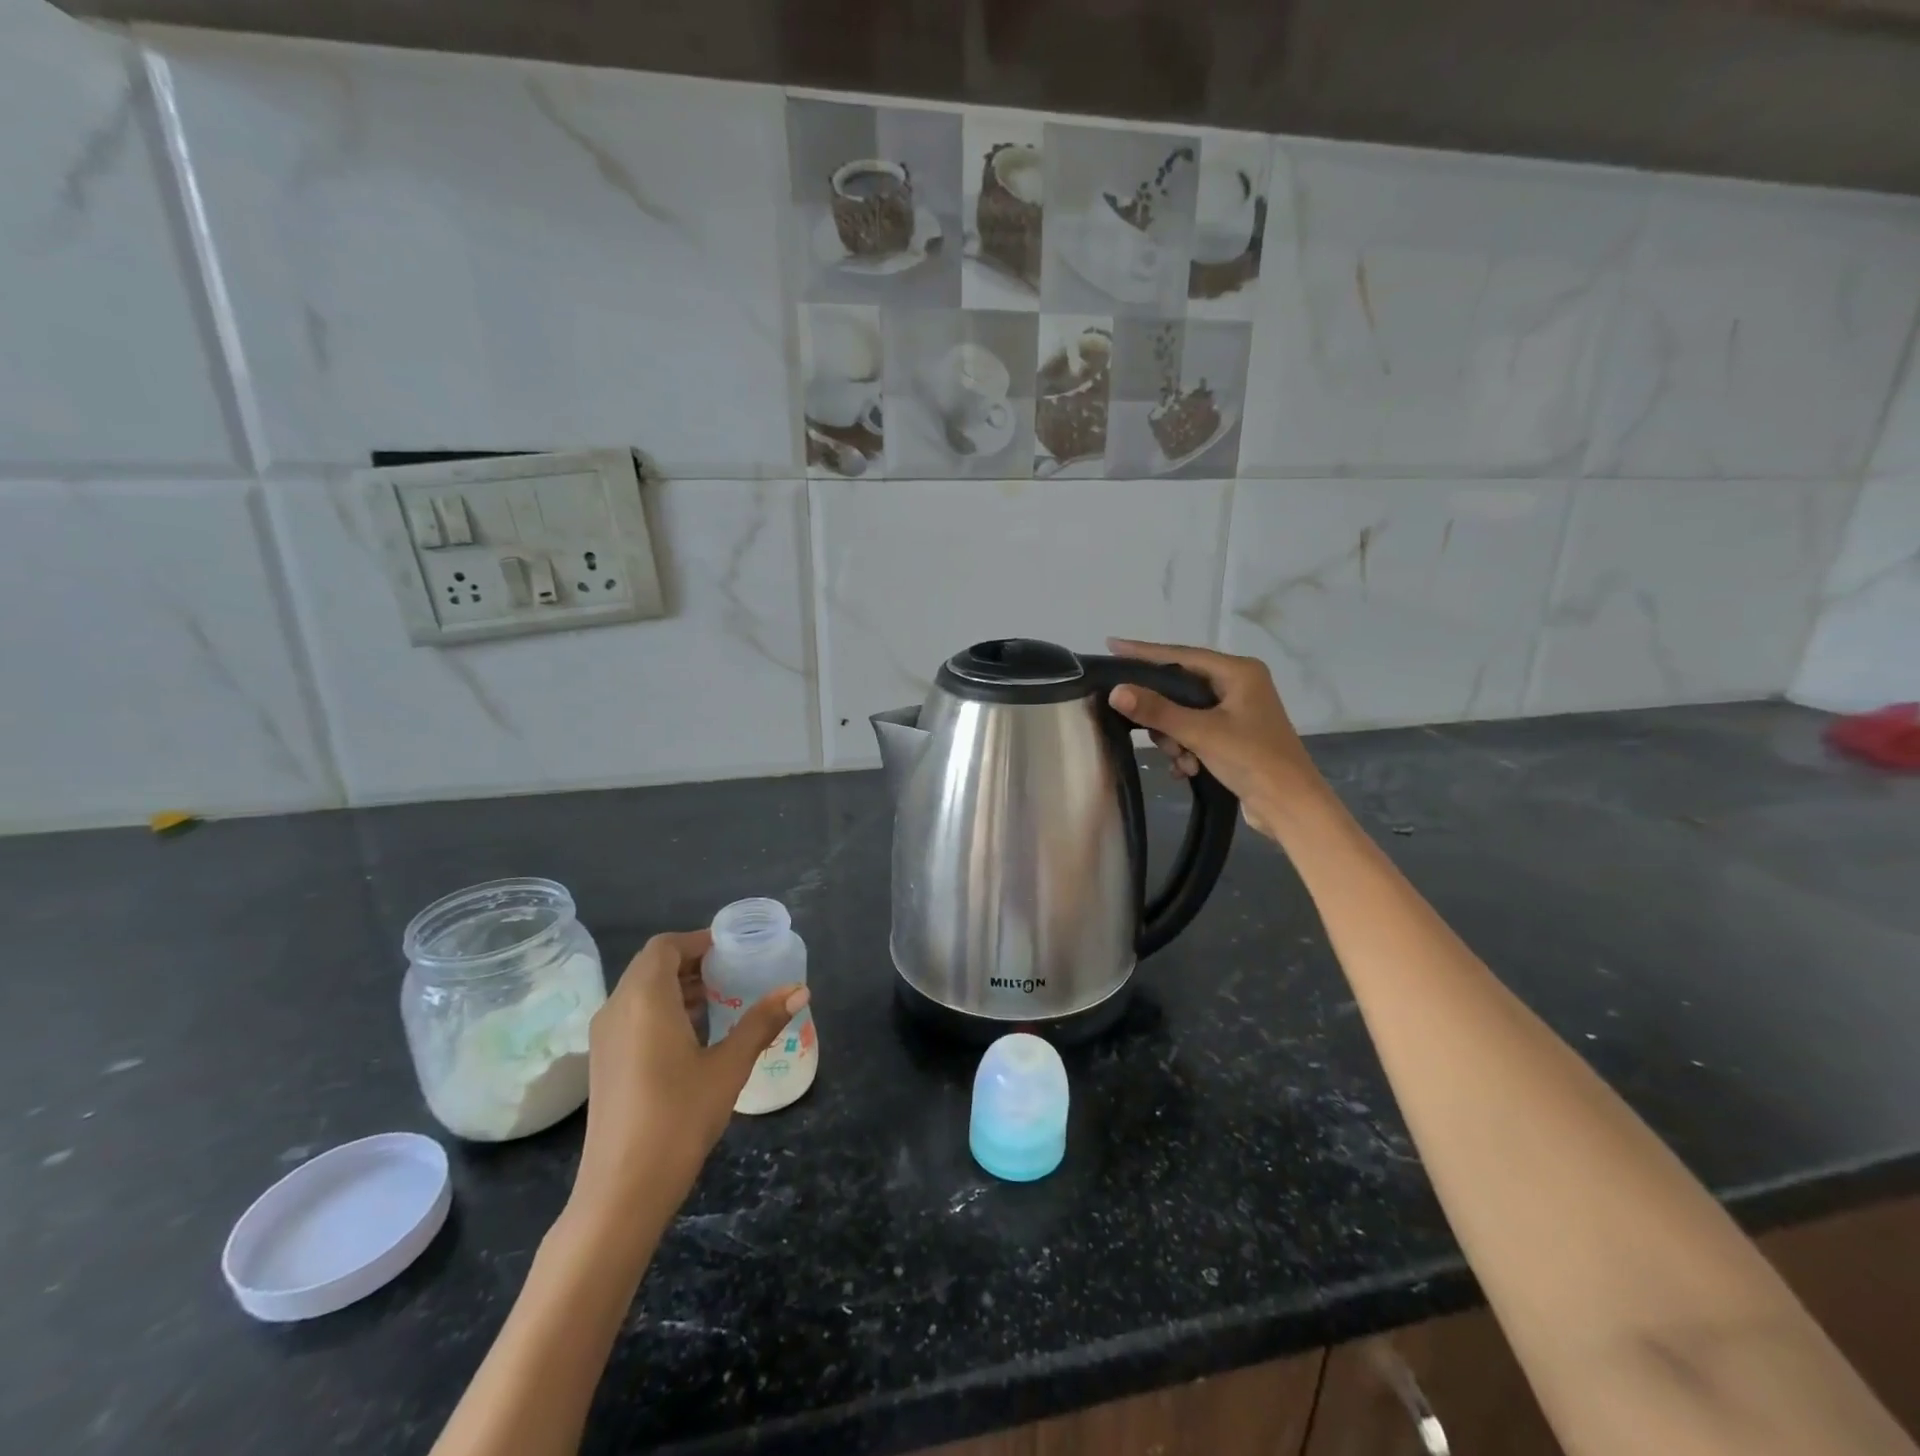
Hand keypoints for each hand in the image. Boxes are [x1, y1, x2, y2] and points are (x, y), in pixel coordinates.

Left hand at [571, 930, 807, 1219]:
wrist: (622, 1191)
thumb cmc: (678, 1117)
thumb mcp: (729, 1066)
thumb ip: (762, 1022)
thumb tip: (801, 990)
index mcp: (644, 999)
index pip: (665, 946)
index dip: (699, 941)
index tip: (734, 949)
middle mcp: (617, 1009)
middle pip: (652, 965)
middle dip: (693, 962)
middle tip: (734, 972)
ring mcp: (604, 1038)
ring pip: (641, 991)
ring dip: (678, 987)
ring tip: (722, 1000)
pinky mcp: (604, 1063)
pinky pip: (633, 1015)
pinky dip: (663, 1009)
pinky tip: (695, 1036)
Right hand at [1105, 638, 1329, 840]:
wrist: (1290, 806)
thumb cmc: (1252, 760)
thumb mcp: (1200, 733)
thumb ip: (1157, 710)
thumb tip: (1116, 691)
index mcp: (1238, 672)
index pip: (1180, 654)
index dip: (1143, 652)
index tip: (1111, 645)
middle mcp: (1238, 685)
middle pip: (1179, 687)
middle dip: (1163, 715)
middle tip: (1150, 732)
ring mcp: (1237, 711)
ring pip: (1184, 714)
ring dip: (1175, 739)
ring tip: (1182, 761)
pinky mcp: (1234, 736)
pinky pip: (1195, 732)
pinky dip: (1186, 749)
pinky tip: (1188, 770)